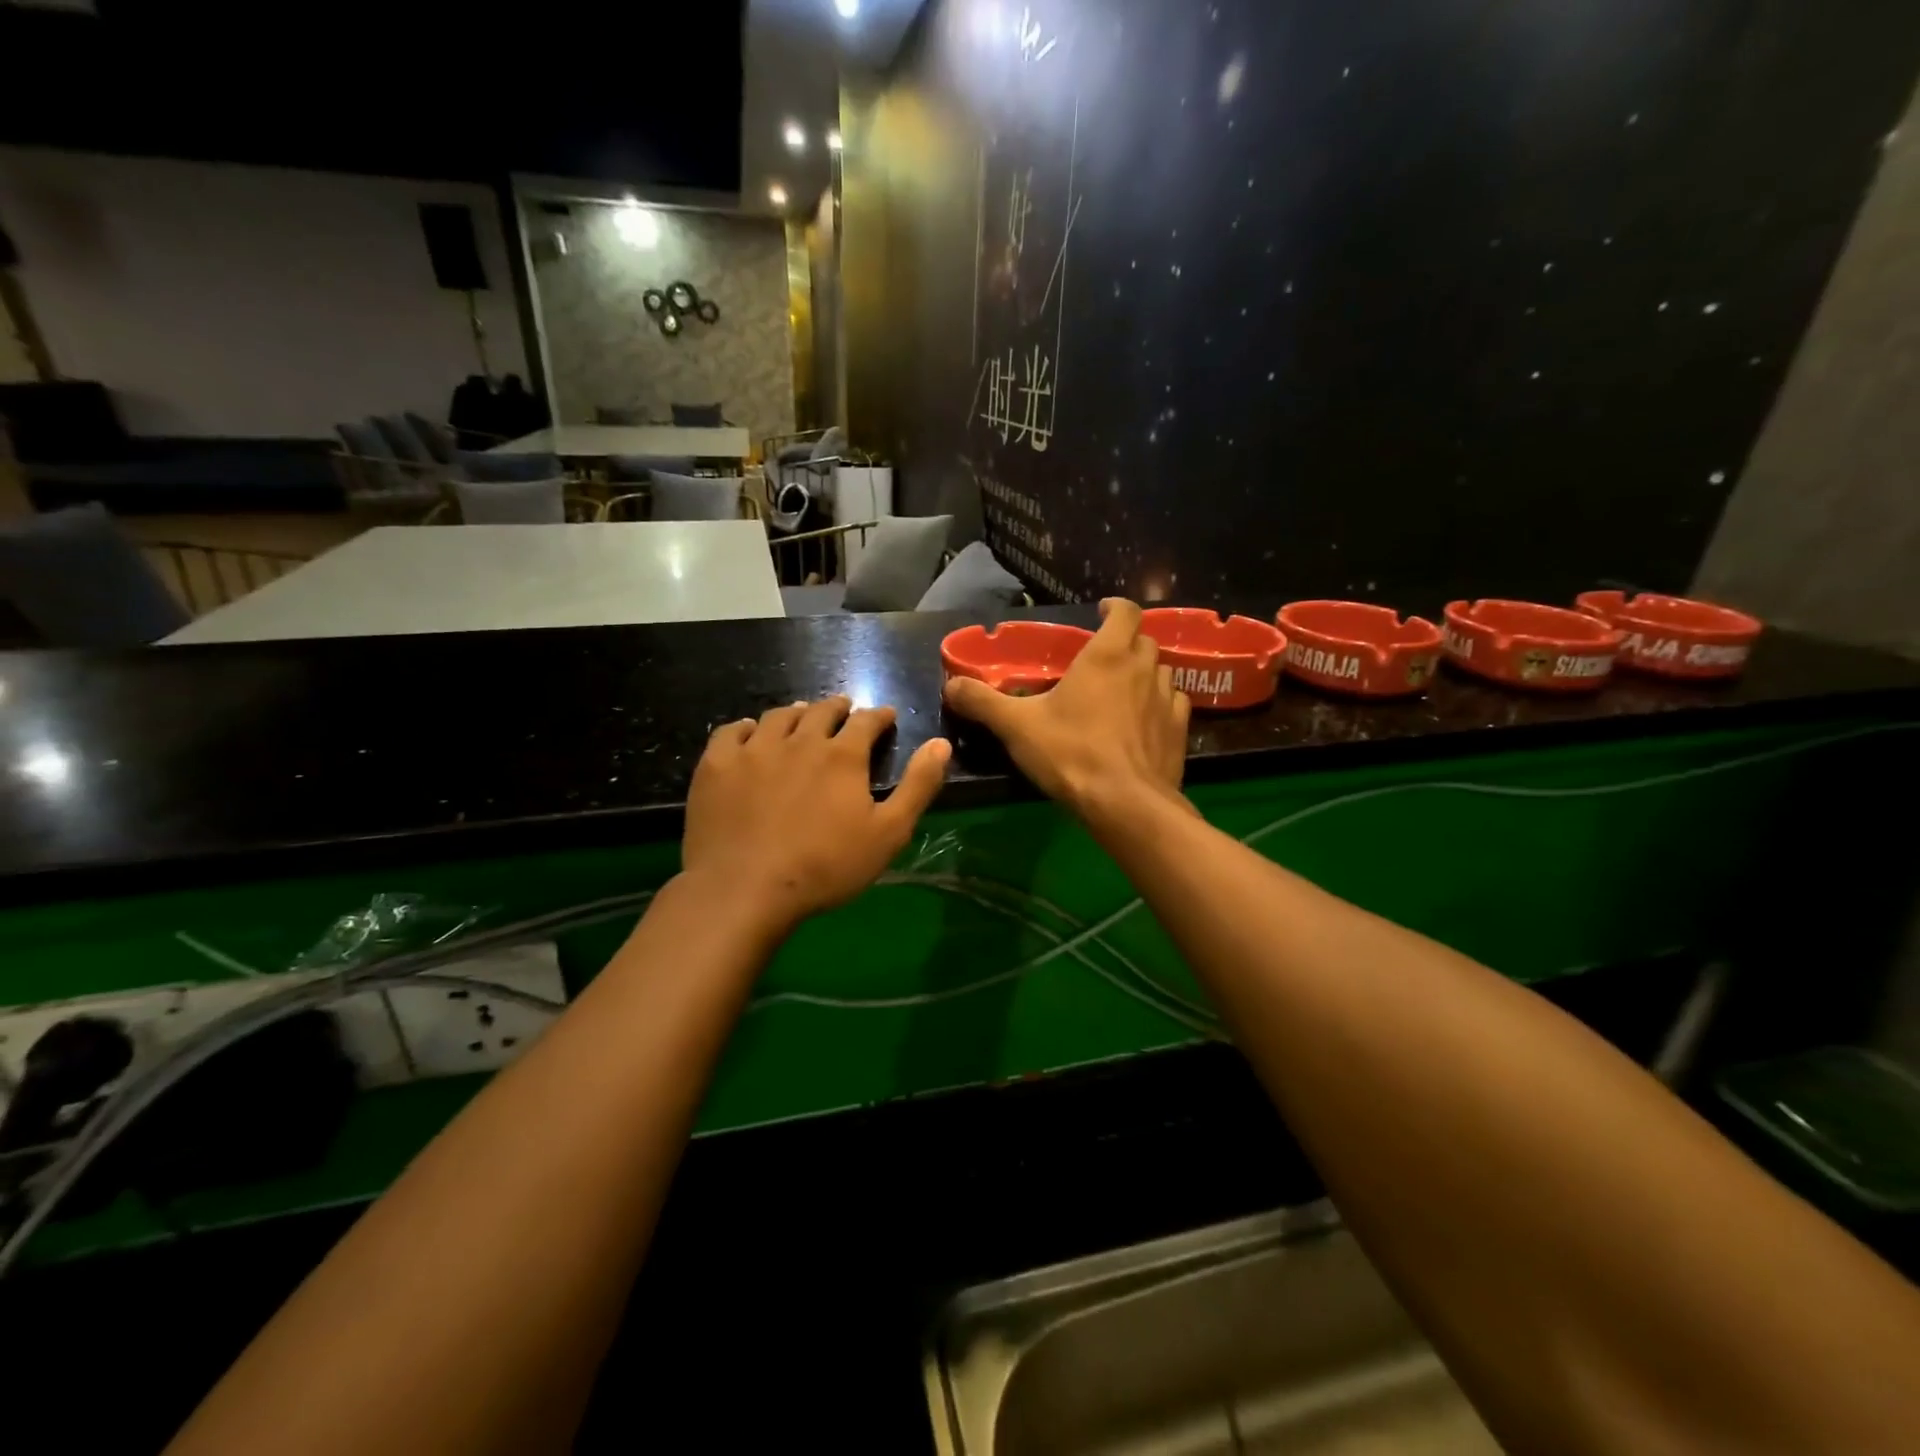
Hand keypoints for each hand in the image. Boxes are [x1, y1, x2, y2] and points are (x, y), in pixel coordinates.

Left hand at [682, 697, 950, 930]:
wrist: (744, 889)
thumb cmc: (826, 867)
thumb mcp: (888, 833)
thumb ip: (918, 786)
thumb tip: (941, 743)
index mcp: (842, 756)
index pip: (866, 721)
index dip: (878, 716)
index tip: (885, 716)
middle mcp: (799, 741)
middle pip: (821, 711)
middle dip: (838, 708)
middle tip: (844, 710)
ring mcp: (754, 750)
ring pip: (779, 717)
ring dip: (796, 713)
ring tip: (802, 715)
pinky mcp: (717, 765)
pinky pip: (732, 732)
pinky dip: (746, 728)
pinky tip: (749, 733)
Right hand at [943, 599, 1190, 825]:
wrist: (1125, 804)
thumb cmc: (1070, 754)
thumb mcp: (1016, 727)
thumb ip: (982, 702)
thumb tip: (950, 685)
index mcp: (1106, 656)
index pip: (1126, 611)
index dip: (1115, 607)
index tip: (1101, 612)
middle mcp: (1142, 669)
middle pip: (1143, 640)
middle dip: (1126, 642)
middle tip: (1102, 658)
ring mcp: (1166, 699)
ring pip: (1161, 671)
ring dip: (1143, 672)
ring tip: (1122, 689)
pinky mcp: (1179, 730)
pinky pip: (1173, 703)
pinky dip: (1159, 703)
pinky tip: (1143, 720)